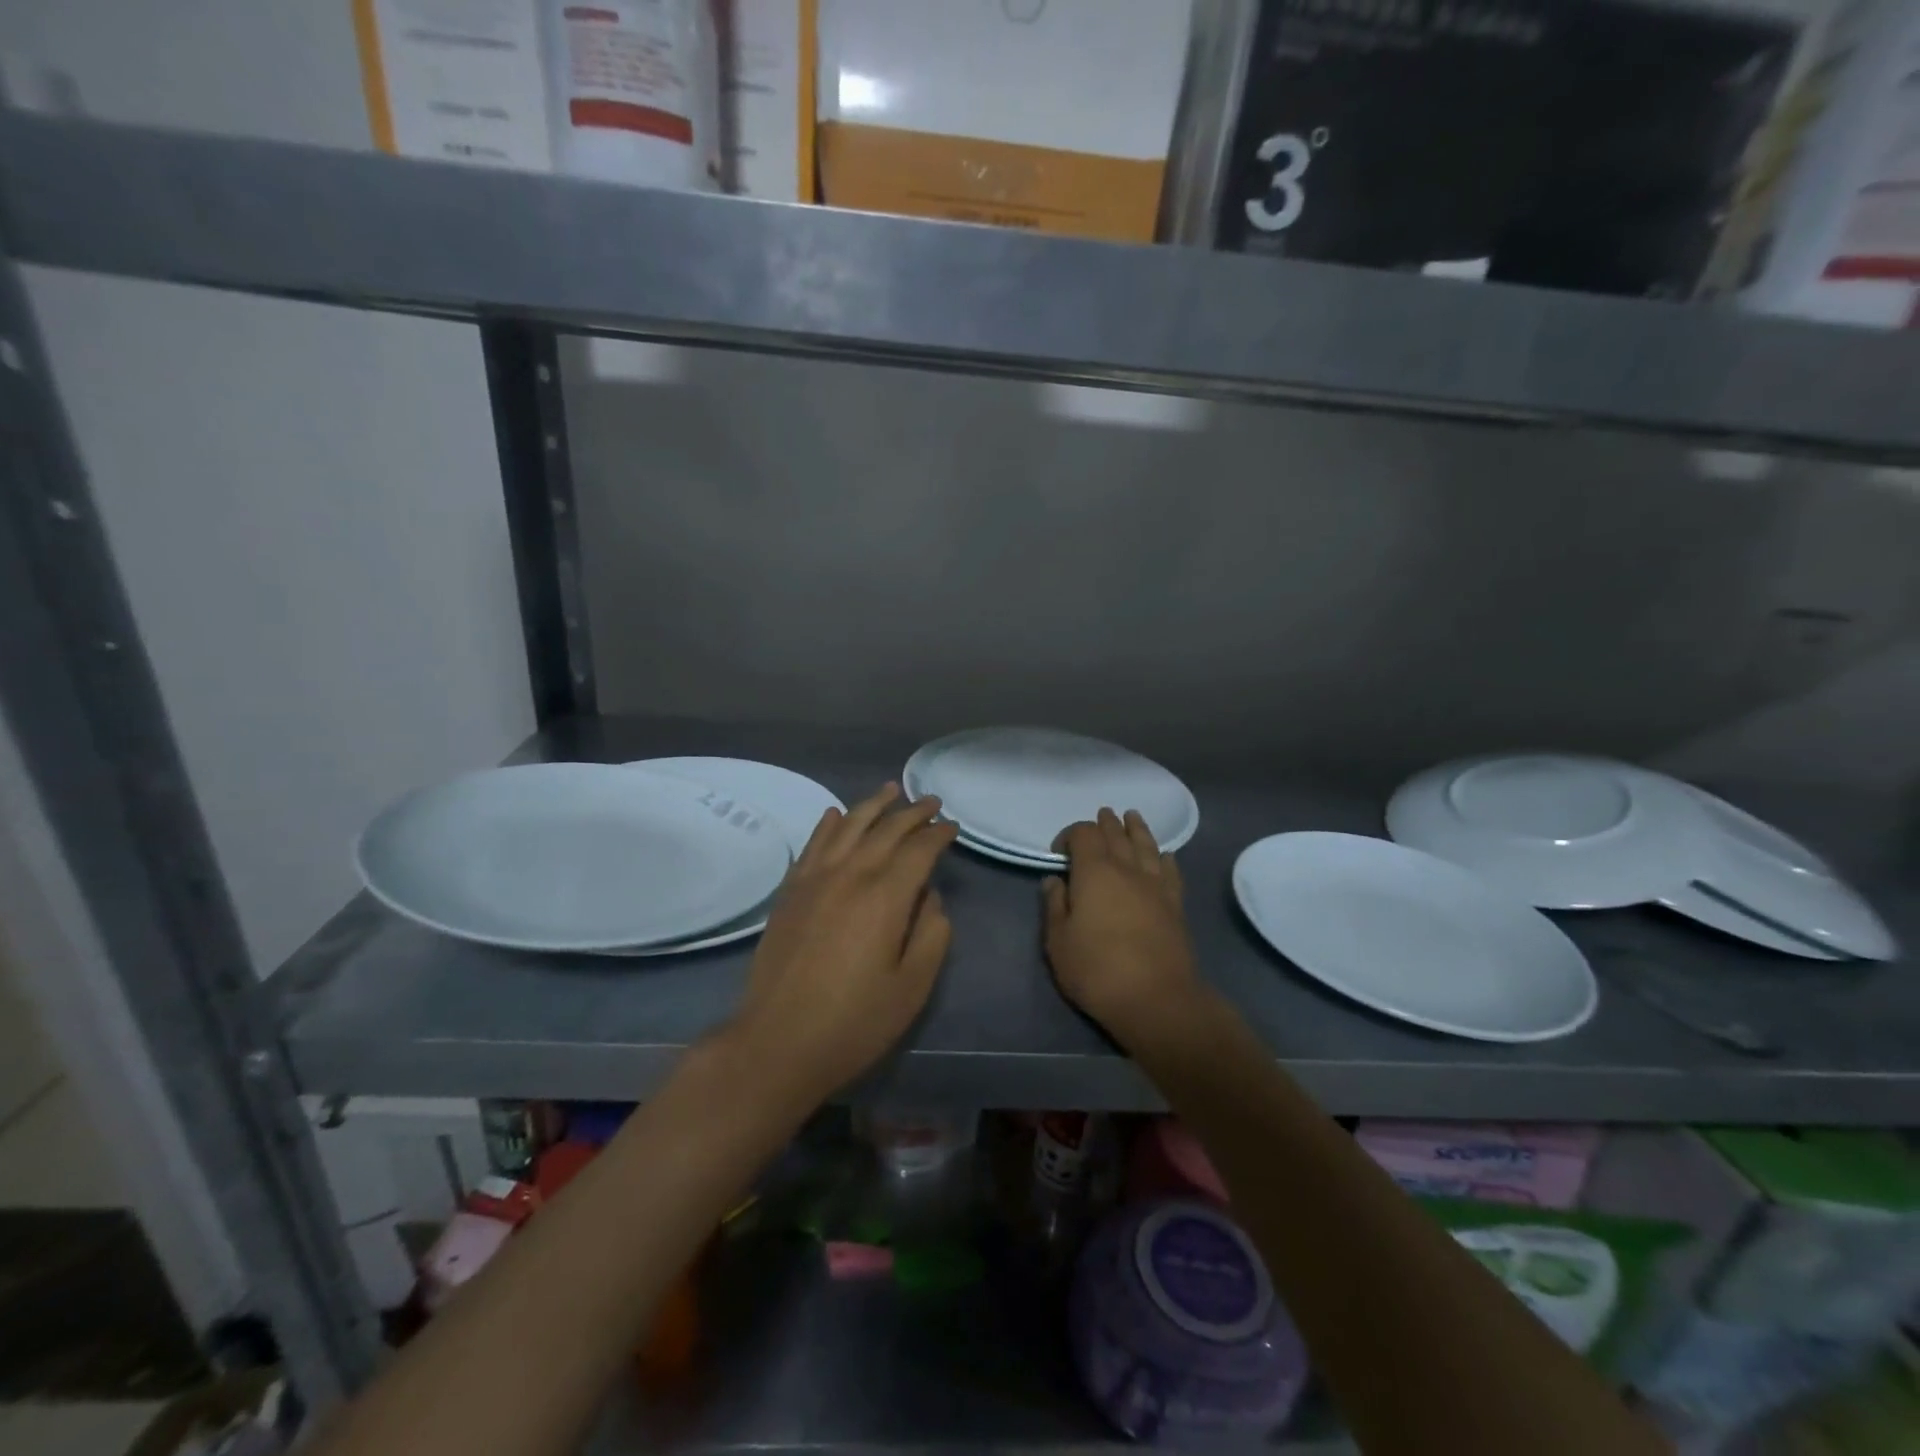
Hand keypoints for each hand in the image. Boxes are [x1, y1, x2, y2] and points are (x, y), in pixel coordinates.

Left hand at [726, 784, 956, 1102]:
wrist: (776, 1042)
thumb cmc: (853, 1022)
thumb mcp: (912, 987)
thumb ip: (932, 935)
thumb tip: (931, 898)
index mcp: (886, 897)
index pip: (919, 850)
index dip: (939, 835)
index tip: (953, 827)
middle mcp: (850, 875)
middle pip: (886, 830)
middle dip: (912, 812)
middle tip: (931, 802)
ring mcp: (815, 879)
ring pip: (848, 826)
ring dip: (872, 805)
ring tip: (890, 790)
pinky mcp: (790, 892)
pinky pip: (813, 844)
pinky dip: (829, 824)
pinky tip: (836, 814)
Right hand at [1044, 808, 1203, 1050]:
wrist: (1156, 999)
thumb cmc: (1097, 970)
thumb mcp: (1058, 942)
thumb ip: (1054, 906)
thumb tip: (1054, 880)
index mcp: (1094, 871)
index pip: (1083, 834)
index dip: (1070, 834)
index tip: (1059, 853)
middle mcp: (1127, 869)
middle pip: (1116, 834)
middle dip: (1106, 824)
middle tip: (1102, 816)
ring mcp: (1155, 885)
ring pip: (1146, 846)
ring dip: (1137, 829)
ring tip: (1132, 817)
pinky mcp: (1176, 904)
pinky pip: (1171, 871)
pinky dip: (1166, 858)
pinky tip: (1165, 856)